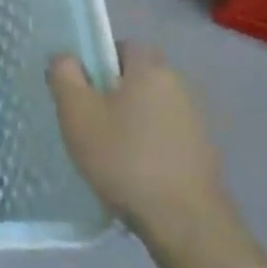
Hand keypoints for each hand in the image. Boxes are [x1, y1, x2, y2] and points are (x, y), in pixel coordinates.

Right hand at [47, 45, 226, 237]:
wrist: (184, 221)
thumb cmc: (123, 158)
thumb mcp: (77, 113)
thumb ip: (64, 76)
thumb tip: (65, 57)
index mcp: (151, 68)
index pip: (122, 46)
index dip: (97, 62)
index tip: (80, 90)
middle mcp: (179, 86)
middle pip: (136, 78)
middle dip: (111, 94)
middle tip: (87, 121)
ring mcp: (195, 121)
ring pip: (149, 107)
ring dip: (128, 121)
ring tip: (106, 152)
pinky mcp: (201, 152)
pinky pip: (163, 135)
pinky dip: (146, 145)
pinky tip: (131, 172)